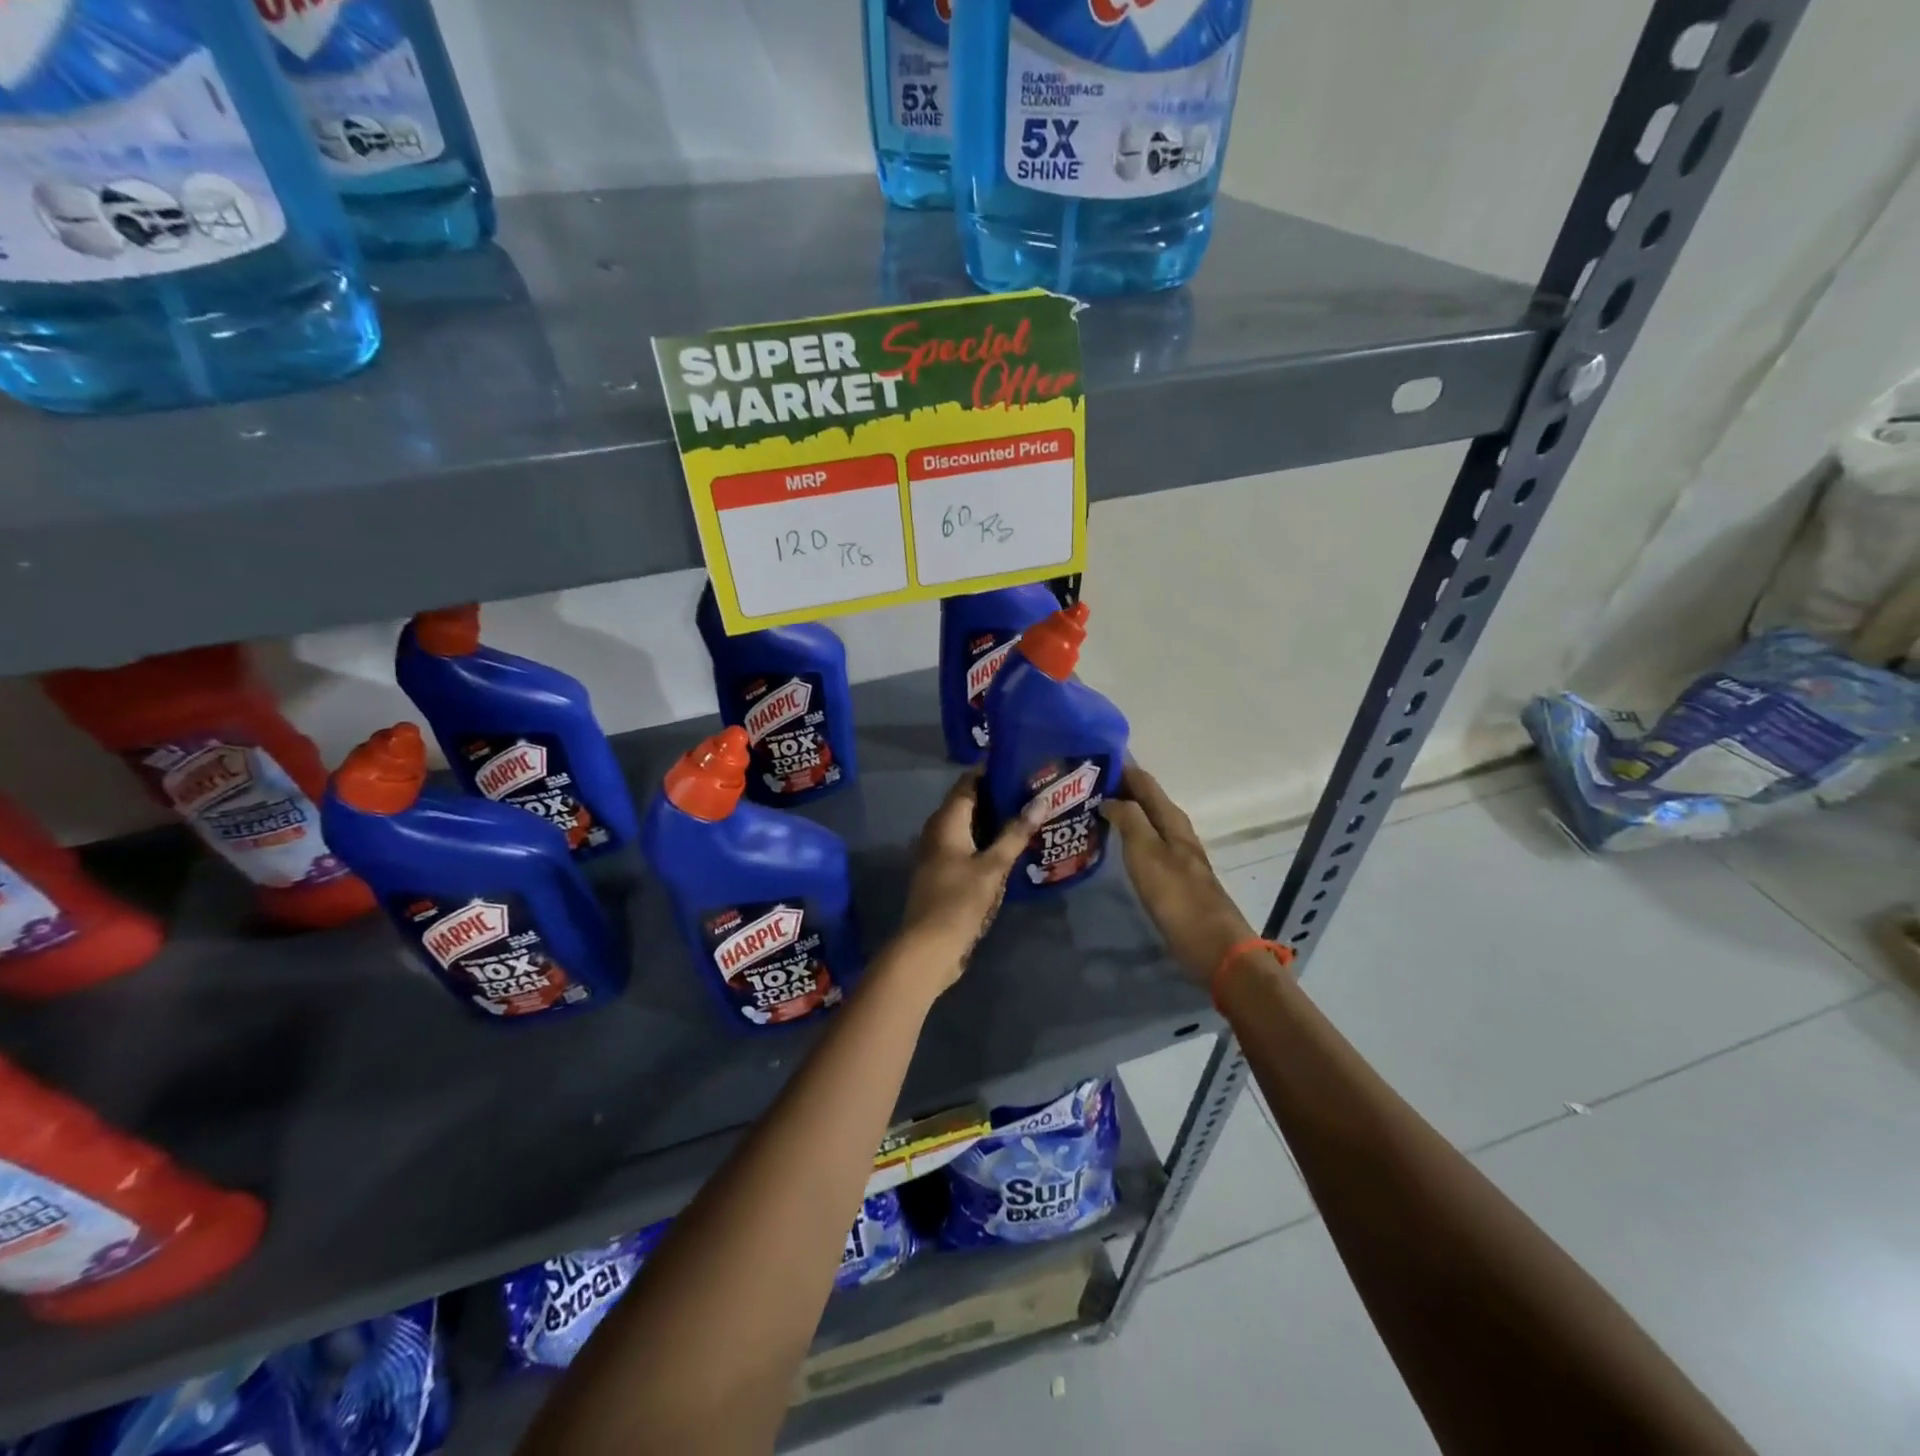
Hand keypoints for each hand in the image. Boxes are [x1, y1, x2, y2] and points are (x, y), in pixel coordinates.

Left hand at [893, 772, 1042, 994]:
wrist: (928, 948)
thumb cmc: (959, 901)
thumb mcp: (993, 866)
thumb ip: (1015, 833)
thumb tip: (1041, 800)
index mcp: (946, 821)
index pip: (968, 782)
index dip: (992, 771)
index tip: (1021, 764)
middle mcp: (938, 831)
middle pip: (969, 803)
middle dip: (998, 796)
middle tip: (1034, 790)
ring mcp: (938, 853)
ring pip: (969, 827)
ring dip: (995, 821)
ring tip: (1030, 815)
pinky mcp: (943, 873)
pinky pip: (967, 847)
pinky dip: (987, 842)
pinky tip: (1012, 848)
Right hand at [1101, 764, 1255, 983]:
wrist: (1211, 945)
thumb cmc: (1176, 895)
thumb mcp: (1147, 852)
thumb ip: (1129, 819)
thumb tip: (1110, 797)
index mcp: (1171, 818)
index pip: (1143, 780)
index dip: (1119, 767)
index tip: (1088, 759)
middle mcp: (1175, 829)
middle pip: (1144, 798)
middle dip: (1116, 788)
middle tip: (1079, 785)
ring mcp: (1174, 852)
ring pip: (1144, 820)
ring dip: (1120, 811)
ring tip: (1088, 809)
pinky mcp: (1170, 875)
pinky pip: (1143, 841)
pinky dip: (1126, 834)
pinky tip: (1109, 842)